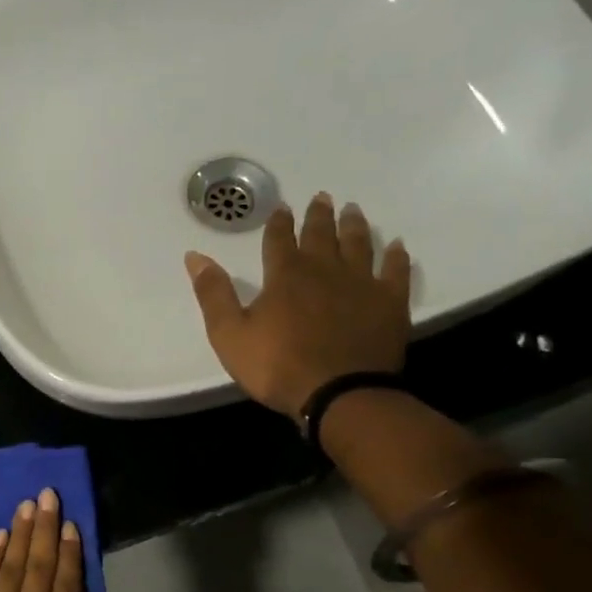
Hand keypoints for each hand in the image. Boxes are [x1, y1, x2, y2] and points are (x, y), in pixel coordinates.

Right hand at [185, 192, 411, 418]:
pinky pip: (395, 271)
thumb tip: (195, 256)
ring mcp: (361, 284)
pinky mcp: (390, 302)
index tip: (282, 208)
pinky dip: (396, 256)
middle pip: (322, 234)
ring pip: (359, 245)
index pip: (279, 239)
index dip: (279, 222)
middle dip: (319, 215)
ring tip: (353, 210)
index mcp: (285, 276)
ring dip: (354, 226)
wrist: (339, 394)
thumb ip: (213, 293)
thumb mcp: (229, 334)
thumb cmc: (276, 366)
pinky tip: (397, 246)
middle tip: (322, 197)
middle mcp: (324, 270)